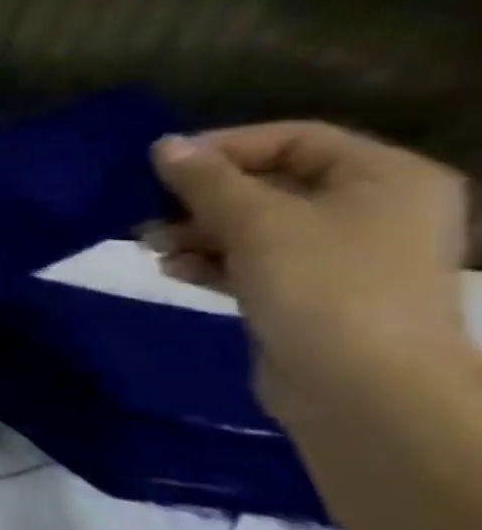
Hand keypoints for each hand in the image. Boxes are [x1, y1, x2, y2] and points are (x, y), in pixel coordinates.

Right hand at [145, 123, 468, 420]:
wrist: (363, 390)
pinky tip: (173, 270)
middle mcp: (371, 209)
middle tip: (145, 213)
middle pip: (268, 184)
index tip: (160, 168)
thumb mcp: (257, 222)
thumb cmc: (323, 286)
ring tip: (152, 247)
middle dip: (200, 198)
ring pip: (252, 226)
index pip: (292, 139)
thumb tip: (163, 145)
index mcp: (384, 177)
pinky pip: (251, 262)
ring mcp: (342, 255)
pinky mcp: (310, 293)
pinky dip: (210, 261)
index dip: (223, 148)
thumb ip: (206, 180)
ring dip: (195, 232)